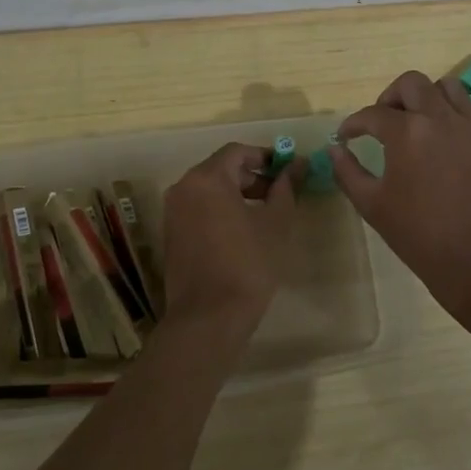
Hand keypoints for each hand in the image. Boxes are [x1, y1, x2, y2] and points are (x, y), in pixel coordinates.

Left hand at [160, 142, 302, 337]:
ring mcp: (173, 212)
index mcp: (207, 178)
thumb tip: (298, 164)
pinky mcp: (171, 234)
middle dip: (253, 177)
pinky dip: (221, 210)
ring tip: (266, 214)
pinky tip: (244, 232)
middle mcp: (183, 188)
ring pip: (210, 190)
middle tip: (281, 194)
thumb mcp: (276, 222)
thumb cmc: (248, 264)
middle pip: (222, 169)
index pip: (238, 151)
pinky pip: (199, 209)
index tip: (289, 171)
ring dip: (238, 194)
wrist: (209, 318)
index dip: (266, 156)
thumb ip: (286, 187)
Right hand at [328, 70, 470, 312]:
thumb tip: (336, 149)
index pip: (372, 114)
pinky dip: (467, 116)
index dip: (354, 123)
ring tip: (425, 124)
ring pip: (451, 88)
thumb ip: (348, 172)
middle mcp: (442, 118)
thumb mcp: (372, 206)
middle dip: (392, 96)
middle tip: (386, 120)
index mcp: (407, 132)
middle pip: (413, 83)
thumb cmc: (420, 236)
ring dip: (431, 100)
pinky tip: (459, 138)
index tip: (348, 136)